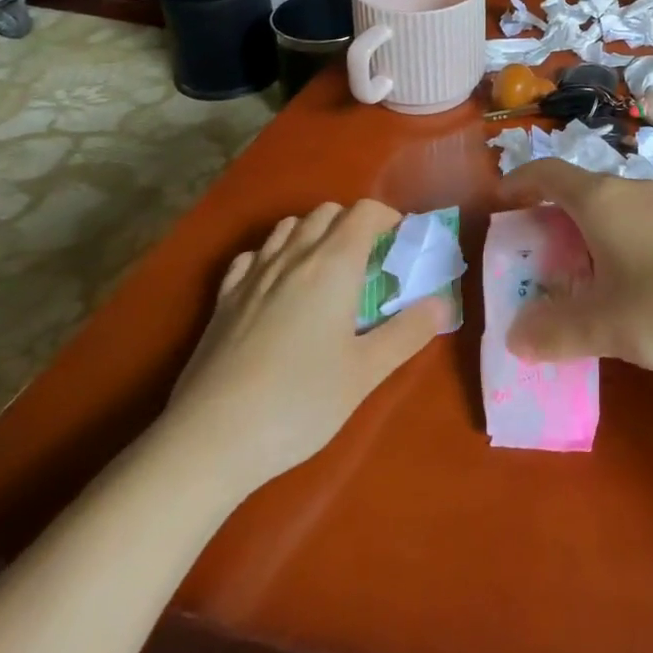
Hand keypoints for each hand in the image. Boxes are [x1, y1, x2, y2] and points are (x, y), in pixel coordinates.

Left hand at [158, 200, 453, 496]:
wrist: (209, 440)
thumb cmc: (299, 402)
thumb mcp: (366, 373)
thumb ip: (408, 332)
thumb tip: (443, 304)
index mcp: (334, 264)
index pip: (364, 212)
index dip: (387, 218)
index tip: (399, 245)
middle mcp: (293, 256)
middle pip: (327, 212)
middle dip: (353, 224)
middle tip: (369, 261)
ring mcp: (253, 276)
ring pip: (288, 228)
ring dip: (313, 234)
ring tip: (326, 270)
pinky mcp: (223, 300)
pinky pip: (253, 256)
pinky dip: (273, 256)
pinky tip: (277, 286)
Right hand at [498, 159, 652, 372]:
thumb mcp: (606, 325)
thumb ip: (555, 331)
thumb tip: (516, 337)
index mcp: (600, 199)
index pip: (547, 172)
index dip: (518, 182)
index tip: (499, 204)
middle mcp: (629, 190)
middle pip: (575, 191)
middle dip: (546, 218)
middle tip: (529, 257)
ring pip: (606, 208)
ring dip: (580, 234)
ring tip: (570, 277)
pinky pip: (631, 222)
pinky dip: (610, 243)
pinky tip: (620, 284)